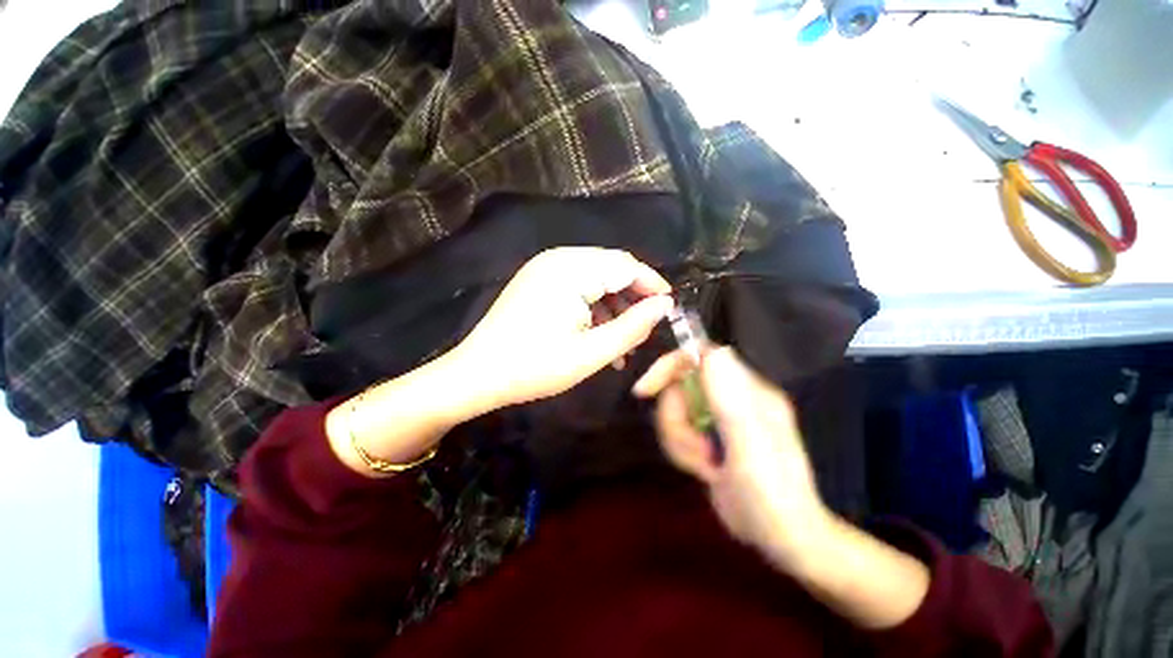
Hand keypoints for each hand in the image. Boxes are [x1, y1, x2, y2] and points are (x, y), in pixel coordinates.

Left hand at [451, 248, 673, 410]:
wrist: (477, 375)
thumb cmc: (535, 367)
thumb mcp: (592, 353)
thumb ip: (633, 327)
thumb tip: (665, 306)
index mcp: (572, 269)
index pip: (627, 266)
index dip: (653, 286)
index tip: (669, 309)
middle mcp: (559, 259)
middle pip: (612, 269)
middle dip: (633, 299)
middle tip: (645, 331)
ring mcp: (545, 268)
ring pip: (596, 279)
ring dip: (613, 307)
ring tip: (622, 344)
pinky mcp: (538, 281)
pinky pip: (577, 286)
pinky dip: (593, 307)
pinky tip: (598, 335)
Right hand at [633, 346, 830, 568]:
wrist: (780, 539)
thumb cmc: (772, 496)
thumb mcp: (750, 448)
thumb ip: (731, 400)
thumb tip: (714, 351)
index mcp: (747, 391)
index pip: (700, 356)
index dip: (670, 366)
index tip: (645, 389)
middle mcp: (731, 397)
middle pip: (680, 386)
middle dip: (676, 419)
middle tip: (696, 449)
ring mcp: (718, 417)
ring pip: (675, 410)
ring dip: (679, 441)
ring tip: (704, 465)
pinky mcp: (708, 435)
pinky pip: (677, 430)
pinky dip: (681, 451)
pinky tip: (703, 470)